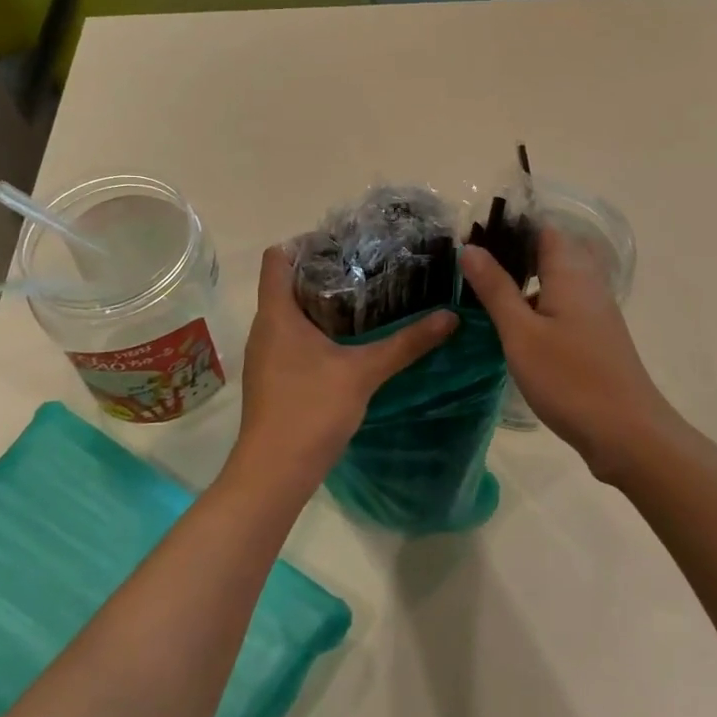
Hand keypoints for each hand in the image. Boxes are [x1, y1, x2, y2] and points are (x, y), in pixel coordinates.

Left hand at [231, 246, 456, 490]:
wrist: (274, 473)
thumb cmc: (311, 410)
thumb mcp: (364, 372)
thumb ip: (406, 343)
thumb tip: (450, 317)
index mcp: (277, 314)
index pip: (277, 258)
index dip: (304, 243)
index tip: (342, 242)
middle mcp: (266, 327)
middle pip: (286, 283)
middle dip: (323, 271)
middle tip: (366, 266)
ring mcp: (266, 354)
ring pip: (290, 312)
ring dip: (321, 302)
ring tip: (364, 297)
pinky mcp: (273, 377)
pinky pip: (292, 337)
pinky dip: (316, 330)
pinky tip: (349, 340)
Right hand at [461, 228, 677, 480]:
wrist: (628, 434)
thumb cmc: (570, 379)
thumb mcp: (521, 333)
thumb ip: (496, 289)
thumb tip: (471, 247)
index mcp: (570, 272)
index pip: (542, 229)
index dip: (509, 227)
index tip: (473, 235)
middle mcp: (587, 283)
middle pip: (549, 252)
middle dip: (512, 254)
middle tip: (470, 266)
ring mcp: (594, 311)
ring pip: (554, 281)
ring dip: (522, 282)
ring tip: (481, 291)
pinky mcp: (594, 336)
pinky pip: (561, 305)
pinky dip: (536, 305)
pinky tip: (511, 325)